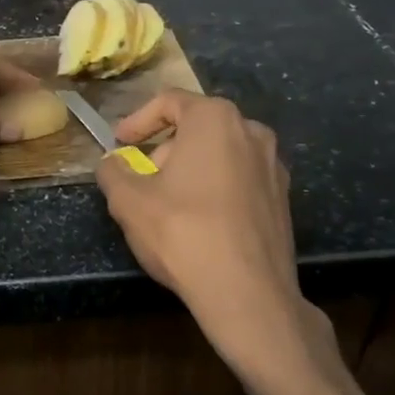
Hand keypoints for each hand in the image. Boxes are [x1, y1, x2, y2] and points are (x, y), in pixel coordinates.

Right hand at [95, 90, 329, 371]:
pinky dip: (215, 188)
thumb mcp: (128, 201)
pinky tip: (199, 222)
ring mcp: (274, 166)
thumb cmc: (183, 233)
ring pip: (220, 153)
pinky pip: (240, 179)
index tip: (119, 142)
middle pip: (197, 127)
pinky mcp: (283, 199)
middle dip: (164, 148)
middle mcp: (251, 132)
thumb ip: (112, 172)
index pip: (169, 101)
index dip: (137, 120)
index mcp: (215, 119)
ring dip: (189, 169)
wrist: (248, 293)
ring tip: (167, 203)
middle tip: (141, 178)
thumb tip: (110, 164)